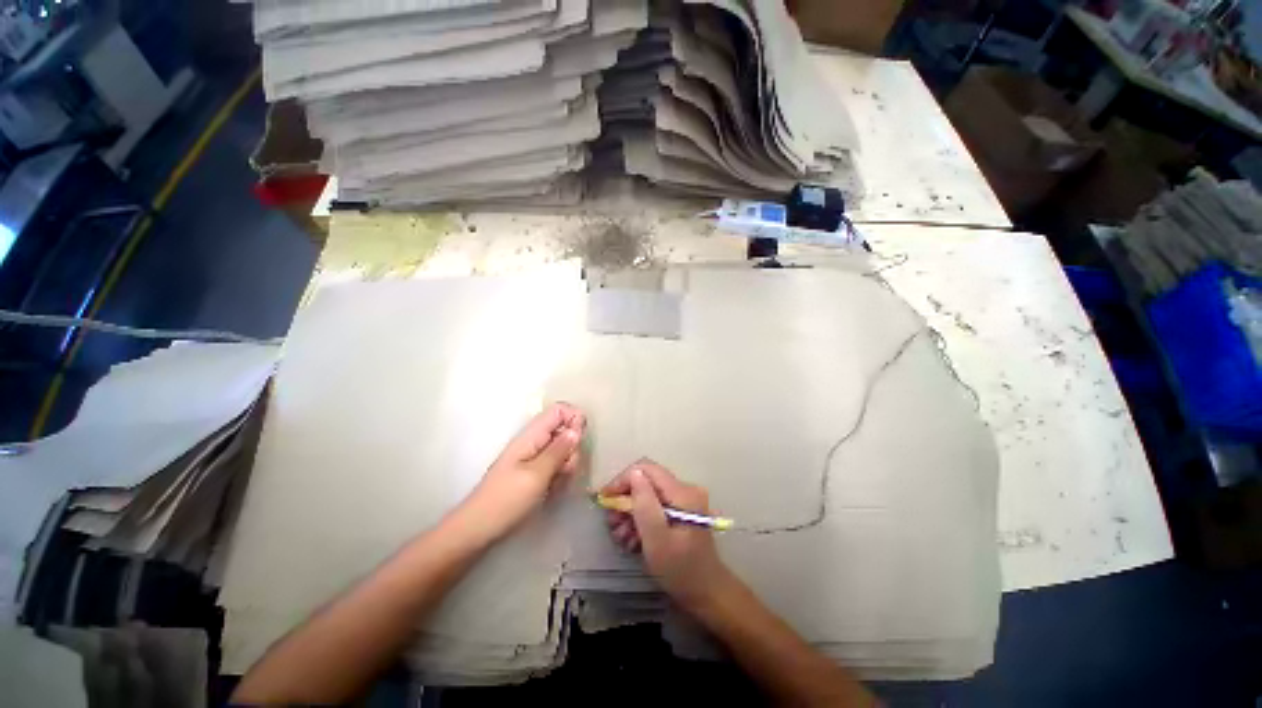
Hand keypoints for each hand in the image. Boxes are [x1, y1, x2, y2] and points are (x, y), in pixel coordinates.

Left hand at [465, 403, 585, 539]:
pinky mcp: (535, 474)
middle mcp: (534, 442)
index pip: (559, 410)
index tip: (580, 441)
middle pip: (565, 432)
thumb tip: (576, 429)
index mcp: (532, 436)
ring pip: (564, 452)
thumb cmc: (505, 501)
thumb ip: (558, 450)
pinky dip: (560, 478)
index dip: (574, 419)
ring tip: (555, 485)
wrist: (477, 531)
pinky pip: (557, 468)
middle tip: (563, 470)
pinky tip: (552, 492)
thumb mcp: (536, 475)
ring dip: (567, 467)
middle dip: (572, 450)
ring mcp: (535, 459)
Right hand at [602, 460, 732, 611]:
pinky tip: (633, 540)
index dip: (623, 480)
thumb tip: (633, 473)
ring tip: (621, 537)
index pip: (646, 469)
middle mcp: (684, 489)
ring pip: (648, 495)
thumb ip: (645, 503)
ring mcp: (684, 500)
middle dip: (625, 500)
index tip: (606, 499)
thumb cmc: (680, 569)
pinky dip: (642, 520)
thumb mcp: (657, 538)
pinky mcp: (681, 511)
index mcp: (682, 492)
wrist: (706, 593)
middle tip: (612, 524)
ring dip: (631, 513)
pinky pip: (655, 506)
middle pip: (646, 482)